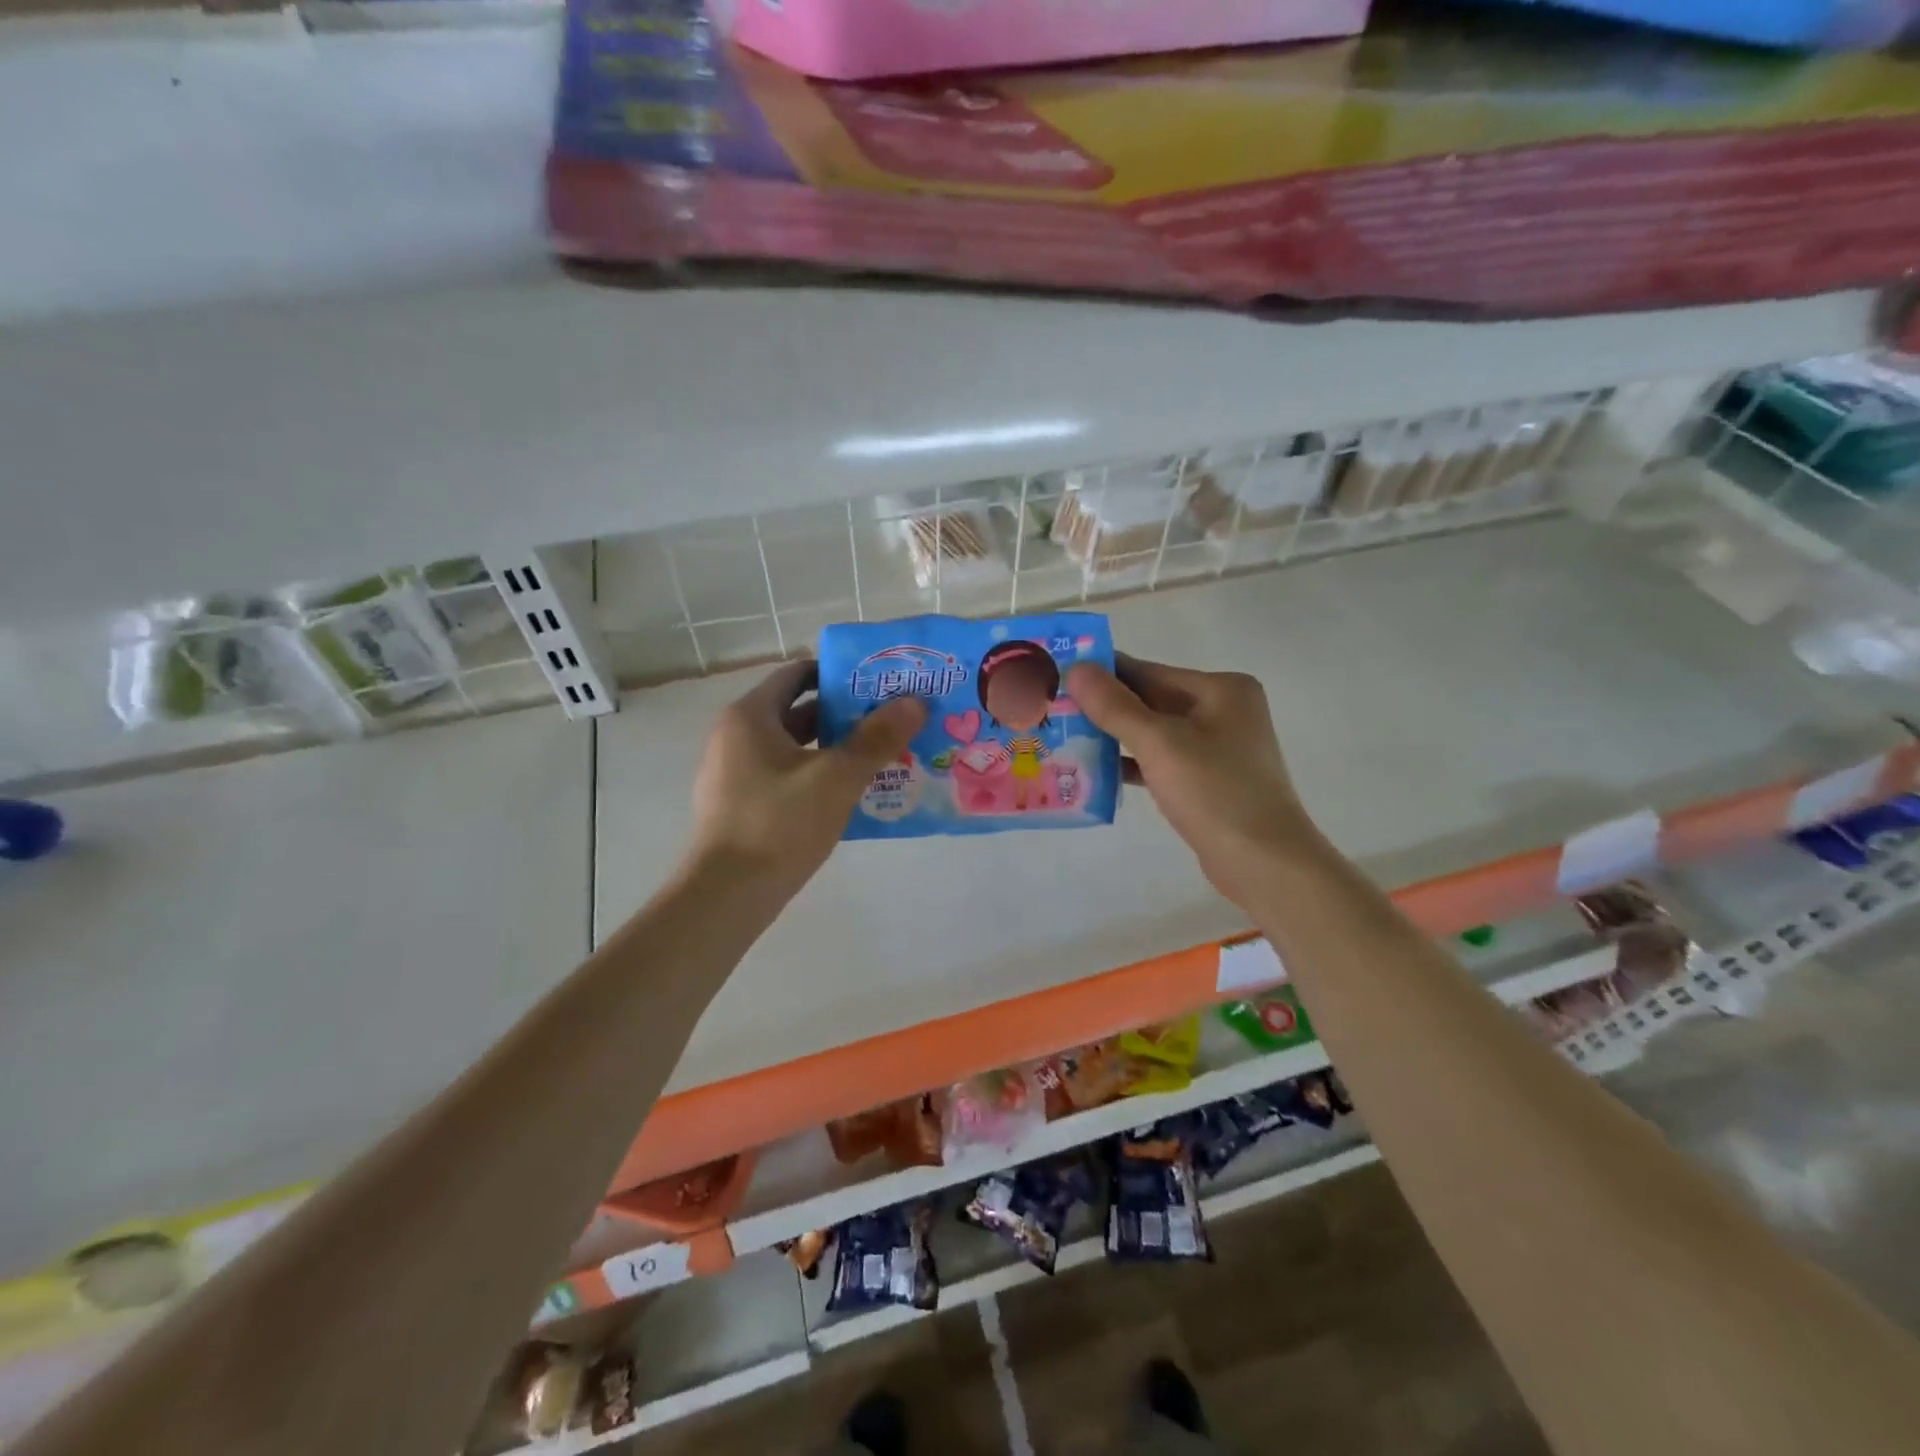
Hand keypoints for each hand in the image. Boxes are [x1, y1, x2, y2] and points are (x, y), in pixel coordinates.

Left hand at [689, 659, 925, 892]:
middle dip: (845, 714)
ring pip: (794, 749)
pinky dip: (817, 777)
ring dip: (835, 748)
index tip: (878, 682)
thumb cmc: (779, 823)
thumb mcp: (837, 777)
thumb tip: (915, 702)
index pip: (797, 674)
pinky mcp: (741, 807)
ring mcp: (735, 774)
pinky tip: (852, 794)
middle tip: (891, 718)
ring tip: (883, 755)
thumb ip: (877, 738)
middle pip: (798, 711)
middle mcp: (736, 737)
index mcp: (751, 716)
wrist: (726, 896)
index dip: (839, 673)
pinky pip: (786, 778)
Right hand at [1066, 654, 1321, 910]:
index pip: (1148, 671)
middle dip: (1103, 707)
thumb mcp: (1160, 744)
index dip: (1101, 673)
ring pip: (1153, 733)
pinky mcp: (1208, 780)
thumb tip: (1076, 668)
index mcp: (1221, 689)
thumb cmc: (1216, 793)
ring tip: (1063, 736)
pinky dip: (1131, 763)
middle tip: (1052, 708)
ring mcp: (1217, 747)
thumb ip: (1115, 706)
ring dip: (1112, 736)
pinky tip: (1093, 770)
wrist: (1264, 864)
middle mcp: (1222, 710)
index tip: (1057, 675)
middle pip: (1150, 700)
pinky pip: (1161, 761)